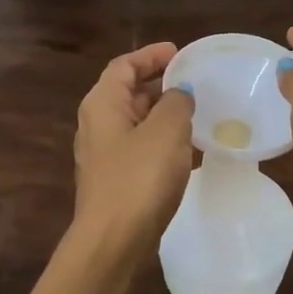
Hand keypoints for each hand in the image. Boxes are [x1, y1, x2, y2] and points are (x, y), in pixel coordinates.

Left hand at [73, 43, 194, 250]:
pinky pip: (139, 147)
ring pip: (135, 121)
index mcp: (102, 104)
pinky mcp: (115, 179)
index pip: (124, 65)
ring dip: (162, 113)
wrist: (113, 240)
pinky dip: (160, 139)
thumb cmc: (138, 178)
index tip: (179, 53)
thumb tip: (179, 94)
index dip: (150, 55)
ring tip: (196, 112)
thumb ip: (177, 102)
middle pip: (127, 92)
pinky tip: (185, 148)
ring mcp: (103, 154)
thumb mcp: (166, 130)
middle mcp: (97, 124)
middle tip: (193, 82)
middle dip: (159, 84)